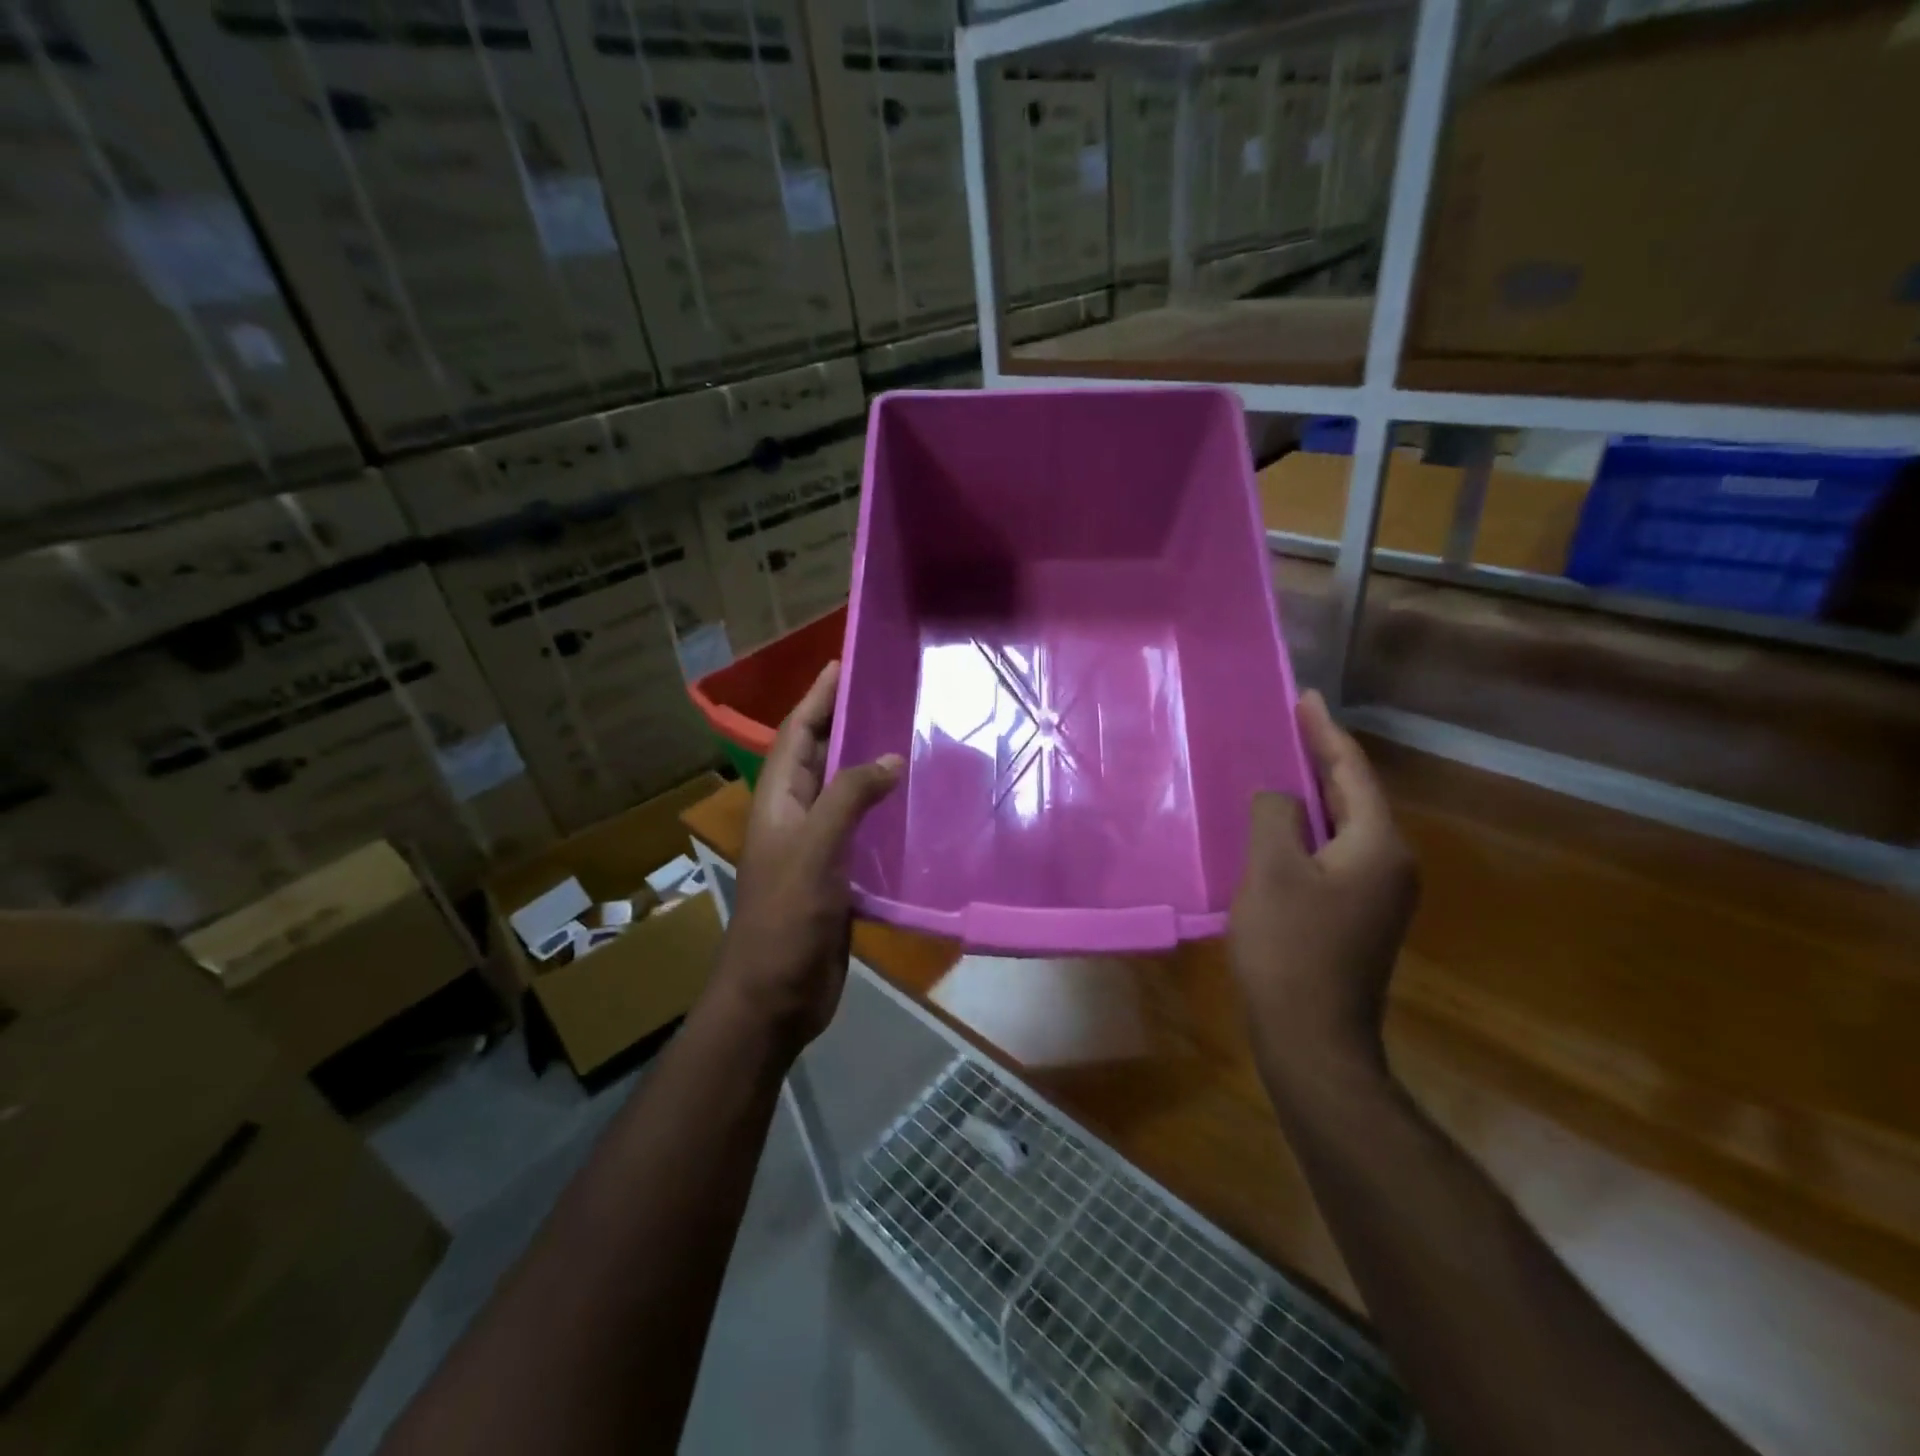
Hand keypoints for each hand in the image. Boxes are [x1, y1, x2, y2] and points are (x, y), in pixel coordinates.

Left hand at [716, 661, 901, 1055]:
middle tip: (888, 692)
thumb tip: (889, 757)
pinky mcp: (838, 873)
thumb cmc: (787, 917)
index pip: (797, 733)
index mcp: (778, 800)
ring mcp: (815, 846)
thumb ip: (849, 797)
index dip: (818, 697)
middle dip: (845, 721)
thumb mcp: (815, 848)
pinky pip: (860, 827)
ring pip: (843, 791)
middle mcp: (794, 815)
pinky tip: (913, 803)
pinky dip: (881, 808)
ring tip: (908, 736)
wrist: (777, 995)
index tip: (844, 662)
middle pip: (820, 755)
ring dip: (867, 763)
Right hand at [1229, 691, 1418, 1100]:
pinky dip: (1311, 830)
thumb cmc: (1290, 949)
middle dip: (1322, 758)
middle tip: (1290, 725)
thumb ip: (1275, 816)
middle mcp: (1393, 863)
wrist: (1313, 1039)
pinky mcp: (1360, 916)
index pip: (1353, 771)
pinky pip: (1336, 853)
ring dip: (1315, 795)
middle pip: (1355, 796)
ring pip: (1345, 827)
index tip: (1305, 696)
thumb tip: (1281, 799)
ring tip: (1282, 767)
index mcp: (1379, 845)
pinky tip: (1282, 829)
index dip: (1325, 731)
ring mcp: (1380, 894)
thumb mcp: (1271, 871)